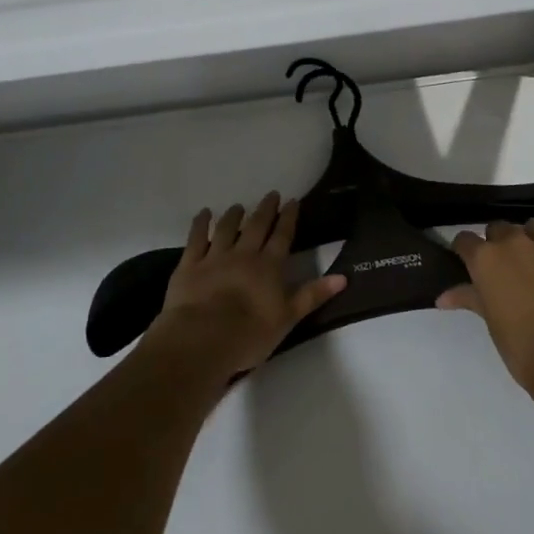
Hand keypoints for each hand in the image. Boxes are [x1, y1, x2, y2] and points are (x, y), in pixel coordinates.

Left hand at [147, 193, 346, 378]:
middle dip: (266, 209)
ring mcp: (215, 257)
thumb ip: (313, 295)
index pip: (282, 236)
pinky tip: (203, 214)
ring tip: (239, 205)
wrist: (203, 339)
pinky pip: (196, 238)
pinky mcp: (190, 265)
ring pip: (226, 228)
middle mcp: (243, 254)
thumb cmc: (250, 333)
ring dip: (234, 215)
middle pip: (256, 226)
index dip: (288, 218)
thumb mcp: (289, 318)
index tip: (292, 201)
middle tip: (271, 194)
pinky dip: (200, 224)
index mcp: (269, 266)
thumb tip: (343, 276)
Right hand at [437, 218, 533, 392]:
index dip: (467, 251)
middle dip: (500, 244)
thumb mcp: (491, 321)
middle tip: (508, 269)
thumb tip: (442, 297)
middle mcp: (514, 241)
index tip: (471, 263)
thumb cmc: (522, 348)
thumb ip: (469, 298)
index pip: (465, 239)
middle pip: (500, 228)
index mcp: (486, 258)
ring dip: (531, 240)